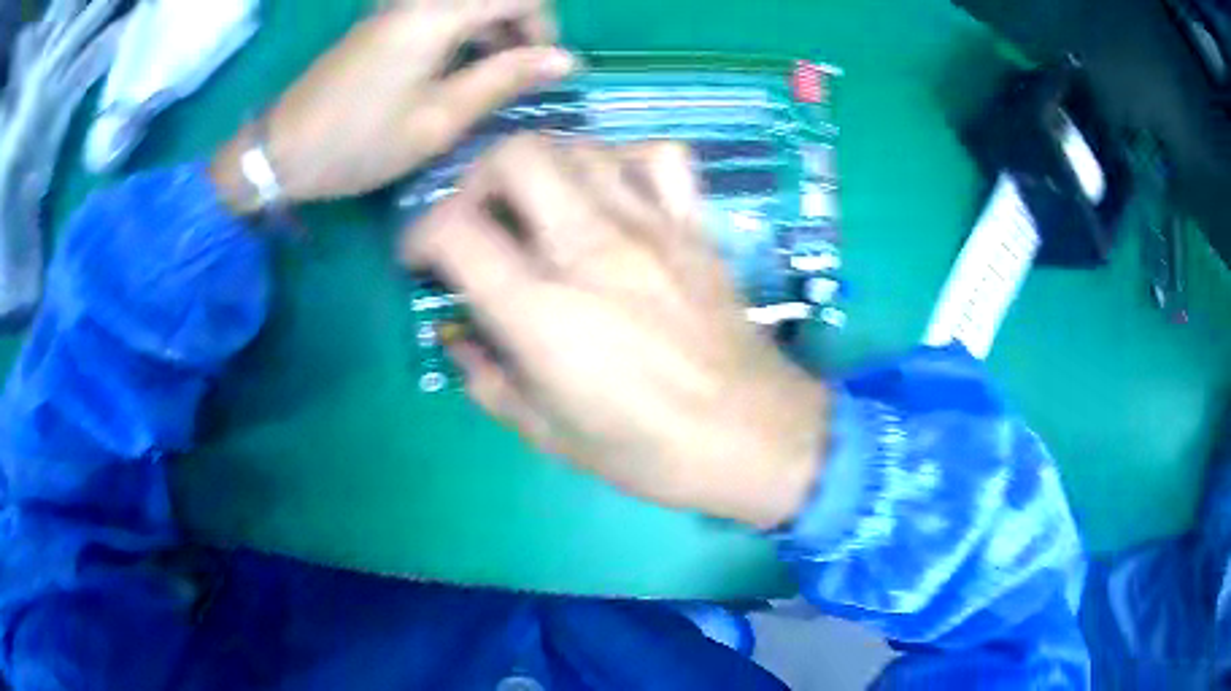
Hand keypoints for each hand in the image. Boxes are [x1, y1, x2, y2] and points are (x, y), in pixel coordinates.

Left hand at [211, 0, 574, 210]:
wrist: (281, 149)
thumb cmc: (359, 141)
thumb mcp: (438, 119)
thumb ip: (503, 80)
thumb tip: (564, 59)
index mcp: (436, 15)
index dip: (544, 27)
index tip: (541, 69)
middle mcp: (420, 0)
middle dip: (521, 29)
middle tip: (517, 79)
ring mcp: (398, 7)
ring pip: (469, 4)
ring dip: (493, 33)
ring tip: (488, 82)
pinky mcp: (385, 20)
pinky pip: (441, 13)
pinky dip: (464, 35)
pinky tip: (454, 72)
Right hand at [403, 135, 829, 528]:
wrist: (755, 436)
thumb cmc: (651, 451)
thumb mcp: (548, 433)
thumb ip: (487, 377)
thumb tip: (456, 334)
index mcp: (543, 313)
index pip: (454, 230)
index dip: (418, 235)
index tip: (420, 261)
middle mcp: (591, 250)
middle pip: (514, 156)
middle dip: (476, 180)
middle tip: (477, 221)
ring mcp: (651, 227)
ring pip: (578, 145)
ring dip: (540, 168)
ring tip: (536, 209)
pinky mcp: (693, 226)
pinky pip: (658, 157)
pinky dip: (622, 161)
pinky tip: (612, 194)